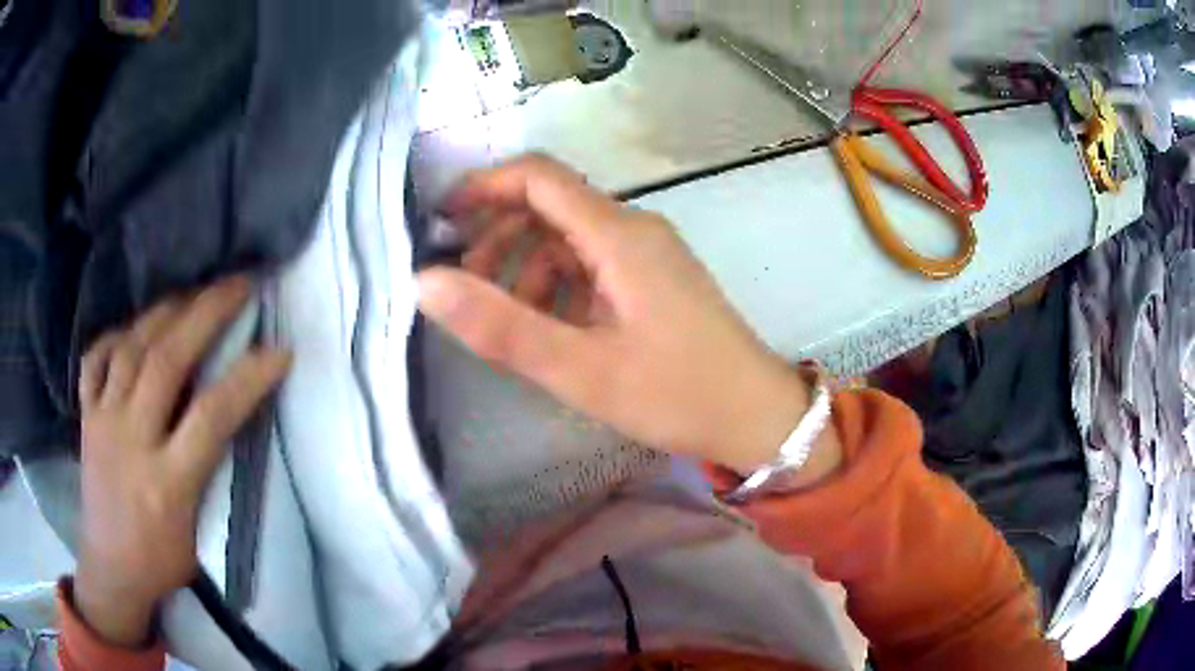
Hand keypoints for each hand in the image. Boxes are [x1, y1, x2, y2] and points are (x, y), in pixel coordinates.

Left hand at [75, 276, 290, 646]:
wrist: (111, 569)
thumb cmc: (163, 561)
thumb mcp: (198, 533)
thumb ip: (209, 472)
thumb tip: (230, 417)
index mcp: (167, 483)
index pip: (211, 417)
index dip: (248, 378)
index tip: (280, 350)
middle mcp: (131, 441)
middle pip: (166, 361)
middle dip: (206, 313)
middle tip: (239, 283)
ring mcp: (102, 422)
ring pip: (130, 347)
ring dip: (165, 311)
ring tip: (192, 292)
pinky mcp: (85, 416)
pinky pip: (96, 359)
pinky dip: (115, 334)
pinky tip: (134, 327)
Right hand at [417, 155, 839, 475]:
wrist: (757, 416)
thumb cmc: (677, 394)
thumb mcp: (580, 368)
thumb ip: (500, 326)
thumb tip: (426, 282)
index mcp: (618, 235)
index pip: (538, 177)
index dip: (483, 187)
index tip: (441, 222)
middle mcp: (634, 230)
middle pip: (550, 205)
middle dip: (498, 235)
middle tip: (466, 285)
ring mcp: (649, 255)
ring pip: (569, 238)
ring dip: (526, 266)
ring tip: (505, 317)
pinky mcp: (655, 281)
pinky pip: (594, 265)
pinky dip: (559, 285)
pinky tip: (550, 326)